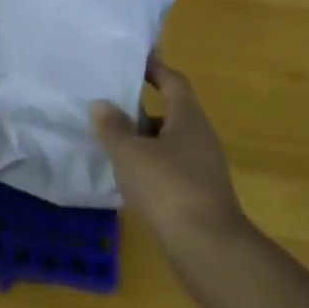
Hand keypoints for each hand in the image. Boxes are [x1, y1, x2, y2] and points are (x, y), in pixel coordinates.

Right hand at [90, 57, 246, 253]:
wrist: (207, 248)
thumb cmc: (169, 187)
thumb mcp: (130, 153)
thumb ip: (112, 127)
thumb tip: (101, 104)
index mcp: (188, 118)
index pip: (172, 81)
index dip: (153, 68)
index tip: (132, 59)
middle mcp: (199, 138)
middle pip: (169, 112)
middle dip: (139, 106)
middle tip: (107, 100)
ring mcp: (201, 168)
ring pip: (167, 143)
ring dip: (141, 139)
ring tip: (108, 138)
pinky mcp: (197, 195)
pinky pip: (168, 168)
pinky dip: (147, 165)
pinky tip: (124, 175)